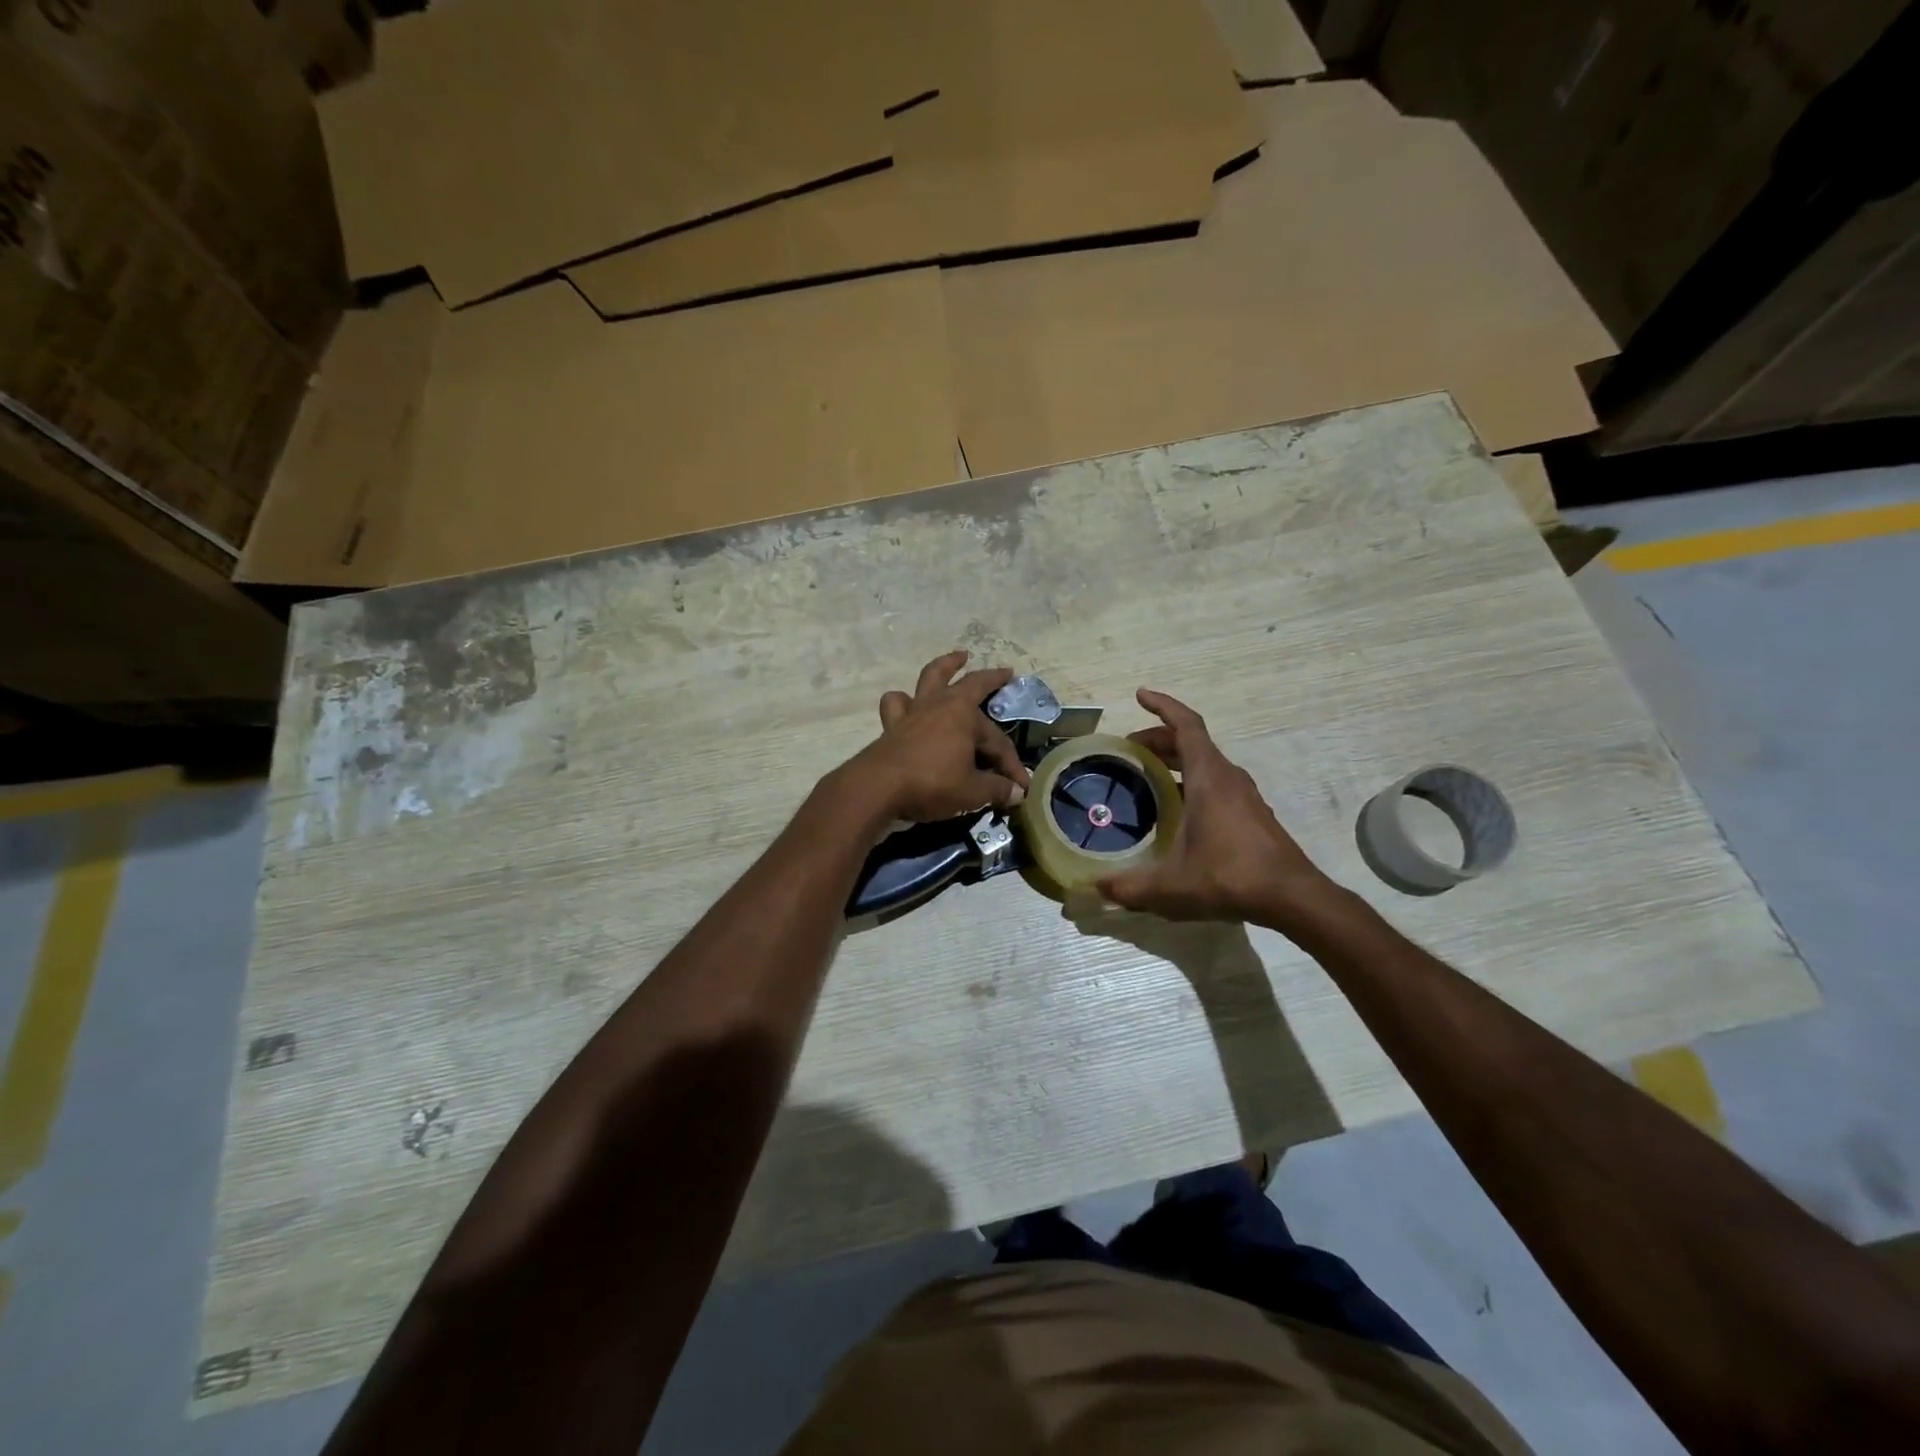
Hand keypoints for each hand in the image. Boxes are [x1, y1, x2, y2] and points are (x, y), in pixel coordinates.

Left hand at [843, 652, 1030, 823]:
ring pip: (931, 679)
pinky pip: (897, 705)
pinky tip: (908, 703)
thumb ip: (996, 789)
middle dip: (990, 679)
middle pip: (970, 686)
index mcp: (964, 715)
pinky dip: (903, 701)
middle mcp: (940, 704)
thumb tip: (1017, 792)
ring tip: (956, 657)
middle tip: (1004, 672)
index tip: (1022, 785)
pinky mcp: (892, 725)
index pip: (997, 741)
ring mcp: (914, 711)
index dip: (1012, 764)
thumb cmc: (932, 783)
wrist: (878, 789)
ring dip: (945, 666)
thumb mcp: (971, 792)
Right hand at [1096, 689, 1335, 927]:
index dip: (1163, 706)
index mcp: (1209, 777)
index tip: (1140, 695)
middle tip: (1128, 751)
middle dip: (1158, 740)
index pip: (1186, 725)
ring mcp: (1244, 796)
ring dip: (1176, 761)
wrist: (1292, 898)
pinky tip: (1177, 810)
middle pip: (1192, 743)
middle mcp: (1228, 777)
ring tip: (1147, 776)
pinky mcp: (1252, 814)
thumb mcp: (1170, 886)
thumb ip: (1128, 887)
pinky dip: (1192, 781)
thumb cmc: (1229, 878)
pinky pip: (1217, 783)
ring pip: (1206, 763)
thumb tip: (1093, 889)